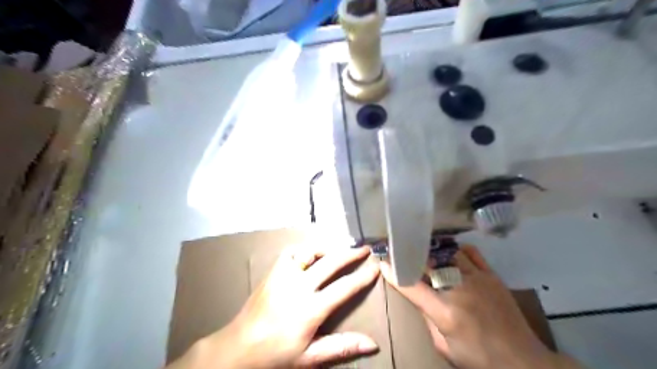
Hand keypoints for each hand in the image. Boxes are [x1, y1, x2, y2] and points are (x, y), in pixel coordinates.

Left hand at [170, 245, 379, 368]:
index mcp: (310, 309)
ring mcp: (284, 276)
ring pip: (310, 252)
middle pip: (331, 263)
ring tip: (339, 251)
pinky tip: (310, 255)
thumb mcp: (310, 357)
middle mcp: (299, 286)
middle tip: (365, 249)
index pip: (344, 288)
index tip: (375, 266)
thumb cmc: (276, 355)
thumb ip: (341, 347)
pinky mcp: (273, 272)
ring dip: (328, 249)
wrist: (238, 348)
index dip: (362, 276)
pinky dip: (304, 251)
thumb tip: (373, 343)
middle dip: (351, 254)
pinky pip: (291, 252)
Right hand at [383, 245, 581, 368]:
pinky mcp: (492, 276)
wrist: (523, 361)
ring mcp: (478, 280)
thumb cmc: (479, 358)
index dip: (394, 273)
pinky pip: (472, 254)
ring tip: (427, 252)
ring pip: (448, 254)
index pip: (412, 286)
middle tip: (404, 253)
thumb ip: (428, 319)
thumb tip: (419, 297)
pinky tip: (452, 254)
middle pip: (429, 264)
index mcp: (445, 312)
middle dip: (413, 257)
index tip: (383, 261)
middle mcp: (459, 290)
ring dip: (434, 253)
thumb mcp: (444, 347)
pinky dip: (458, 250)